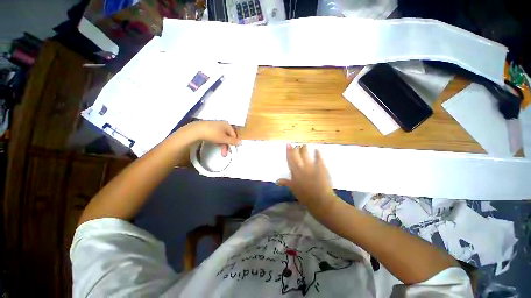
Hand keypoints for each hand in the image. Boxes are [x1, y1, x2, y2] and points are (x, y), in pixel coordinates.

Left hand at [177, 121, 240, 155]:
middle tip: (224, 153)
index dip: (233, 143)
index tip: (231, 150)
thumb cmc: (213, 134)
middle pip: (228, 136)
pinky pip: (216, 134)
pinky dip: (216, 140)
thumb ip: (233, 141)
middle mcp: (222, 123)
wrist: (196, 131)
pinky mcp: (208, 127)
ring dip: (222, 144)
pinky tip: (213, 143)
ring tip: (219, 149)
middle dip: (227, 145)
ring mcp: (215, 125)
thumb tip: (241, 142)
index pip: (234, 135)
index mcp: (227, 125)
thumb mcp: (224, 139)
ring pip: (222, 136)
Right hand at [277, 144, 337, 210]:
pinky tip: (317, 150)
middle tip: (297, 146)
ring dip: (305, 148)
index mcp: (294, 172)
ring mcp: (311, 166)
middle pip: (297, 154)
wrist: (320, 200)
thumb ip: (286, 182)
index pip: (290, 159)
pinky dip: (317, 153)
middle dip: (296, 148)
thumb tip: (277, 180)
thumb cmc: (305, 196)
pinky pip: (318, 157)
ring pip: (306, 153)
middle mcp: (301, 167)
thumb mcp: (293, 189)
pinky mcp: (321, 166)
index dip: (289, 151)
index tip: (288, 144)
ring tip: (304, 145)